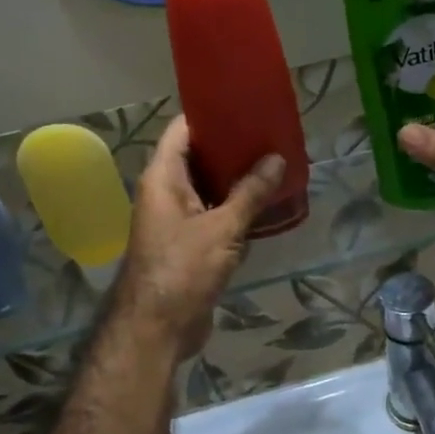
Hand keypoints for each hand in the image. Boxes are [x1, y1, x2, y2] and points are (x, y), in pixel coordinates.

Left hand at [111, 117, 285, 361]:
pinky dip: (238, 206)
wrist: (157, 329)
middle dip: (232, 146)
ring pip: (210, 187)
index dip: (209, 114)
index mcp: (163, 178)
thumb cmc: (182, 269)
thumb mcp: (222, 228)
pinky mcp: (191, 244)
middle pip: (198, 157)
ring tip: (275, 163)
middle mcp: (167, 193)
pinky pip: (216, 214)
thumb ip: (250, 193)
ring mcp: (178, 220)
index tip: (243, 104)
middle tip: (270, 134)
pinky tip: (268, 203)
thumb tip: (277, 159)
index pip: (182, 130)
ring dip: (238, 178)